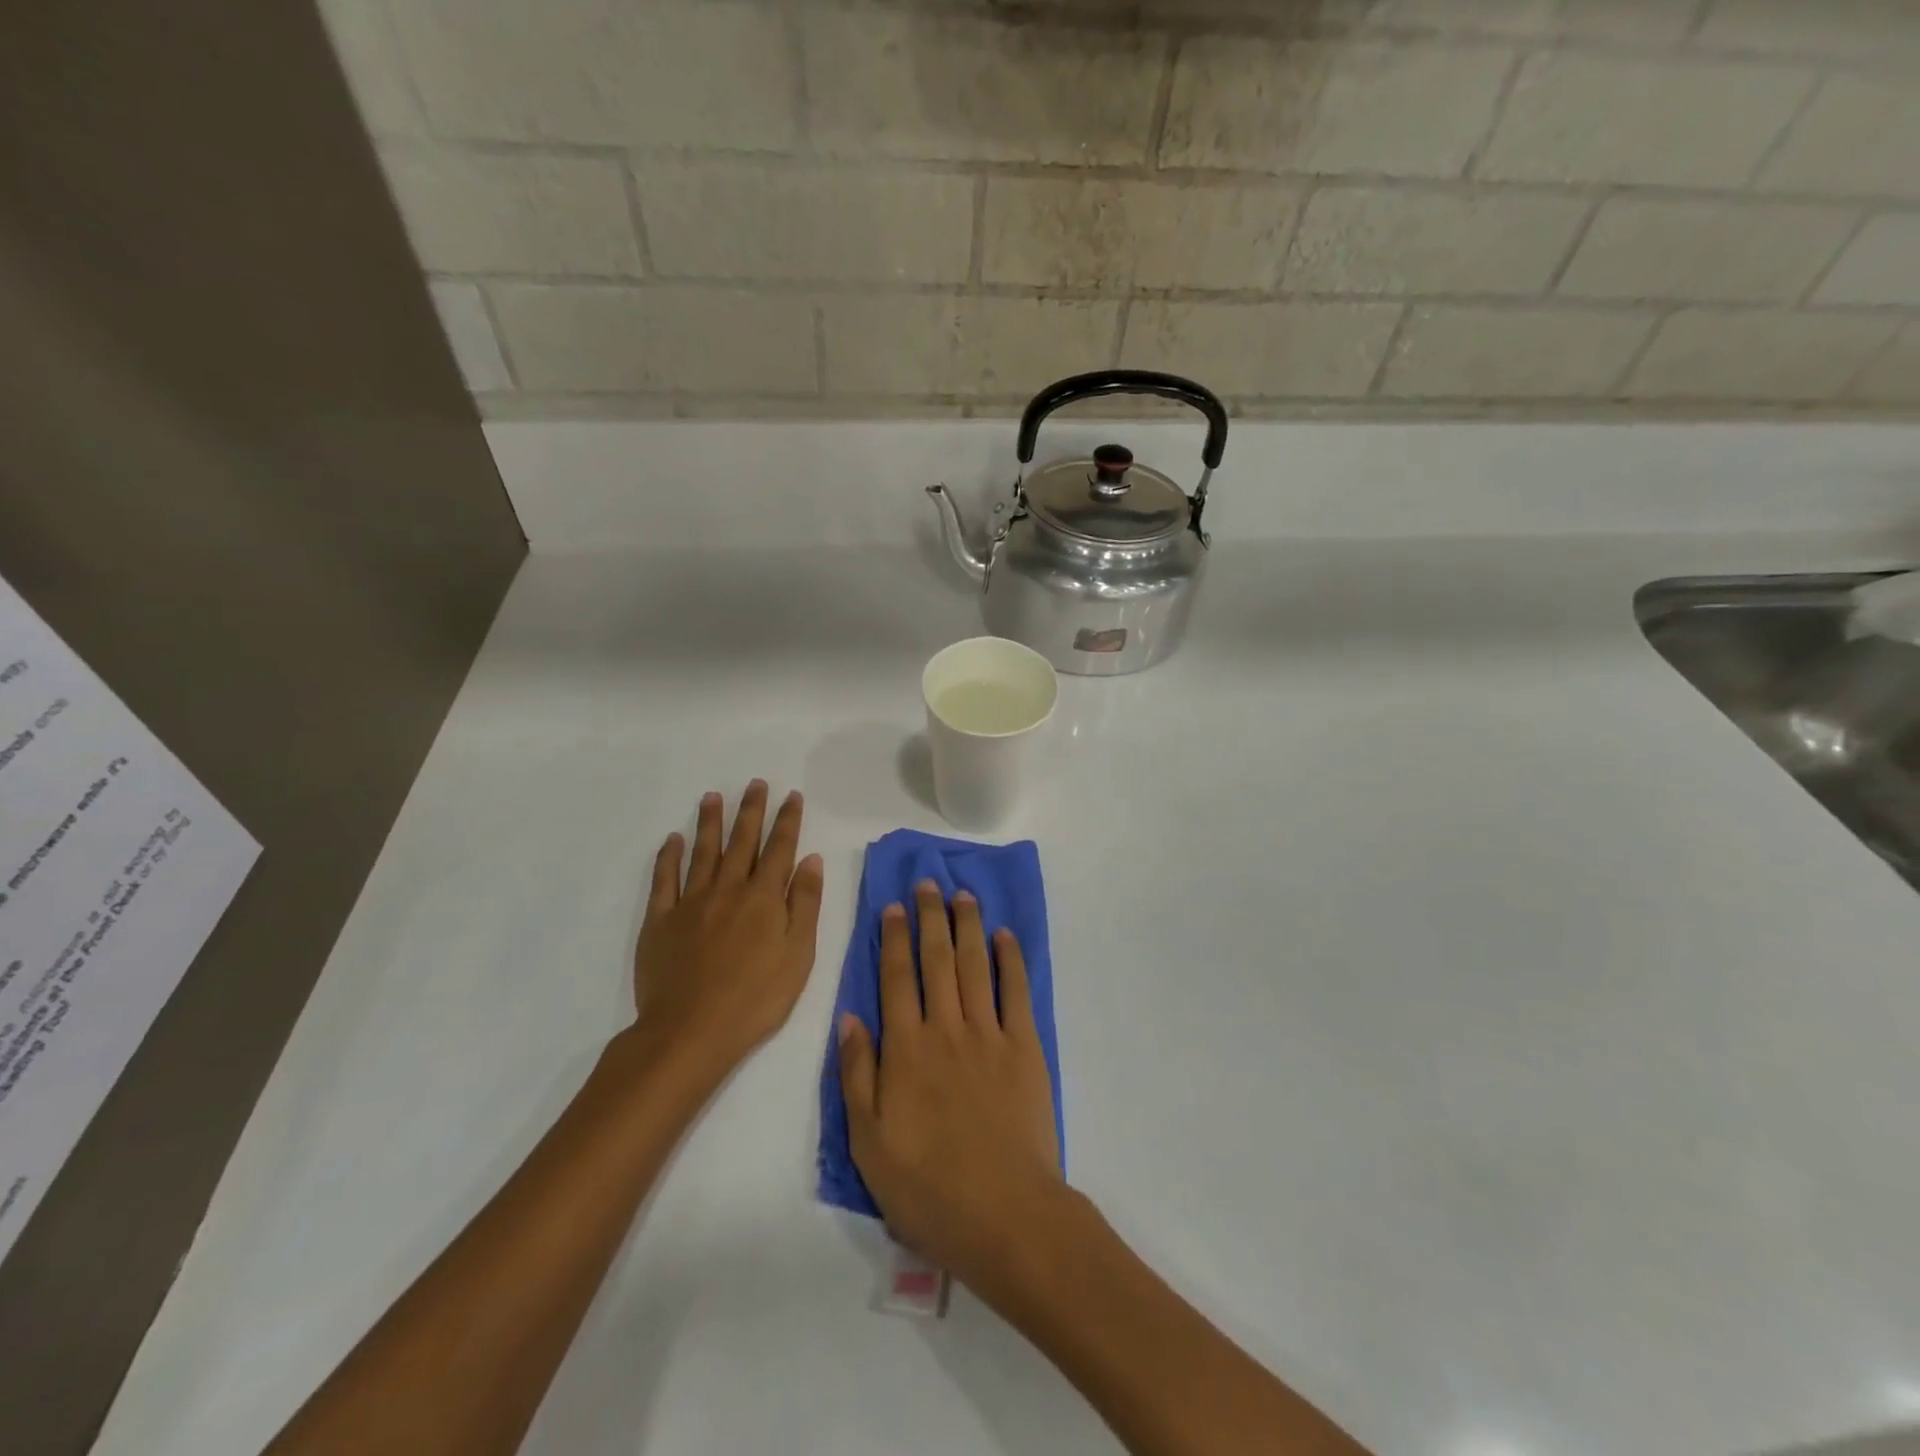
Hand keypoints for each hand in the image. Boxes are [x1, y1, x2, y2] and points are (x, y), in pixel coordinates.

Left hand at [632, 781, 824, 1083]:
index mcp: (764, 897)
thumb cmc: (756, 998)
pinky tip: (673, 839)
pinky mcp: (660, 921)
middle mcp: (728, 889)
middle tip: (755, 783)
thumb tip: (810, 860)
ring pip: (703, 852)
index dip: (787, 820)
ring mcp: (690, 902)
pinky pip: (664, 879)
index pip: (779, 848)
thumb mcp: (799, 954)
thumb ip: (805, 904)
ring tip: (713, 796)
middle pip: (742, 841)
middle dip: (751, 810)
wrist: (691, 1031)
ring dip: (710, 822)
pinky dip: (669, 857)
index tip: (791, 795)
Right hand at [836, 881, 1062, 1289]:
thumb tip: (848, 1017)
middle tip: (929, 883)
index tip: (894, 906)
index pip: (896, 978)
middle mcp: (946, 1029)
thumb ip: (857, 1074)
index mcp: (906, 1049)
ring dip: (968, 926)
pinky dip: (1011, 960)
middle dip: (930, 918)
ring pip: (975, 965)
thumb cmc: (928, 1188)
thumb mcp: (868, 1143)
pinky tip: (1005, 936)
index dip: (893, 938)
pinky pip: (1017, 992)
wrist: (1005, 1215)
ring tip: (964, 895)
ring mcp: (989, 1035)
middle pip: (937, 960)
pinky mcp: (1025, 1048)